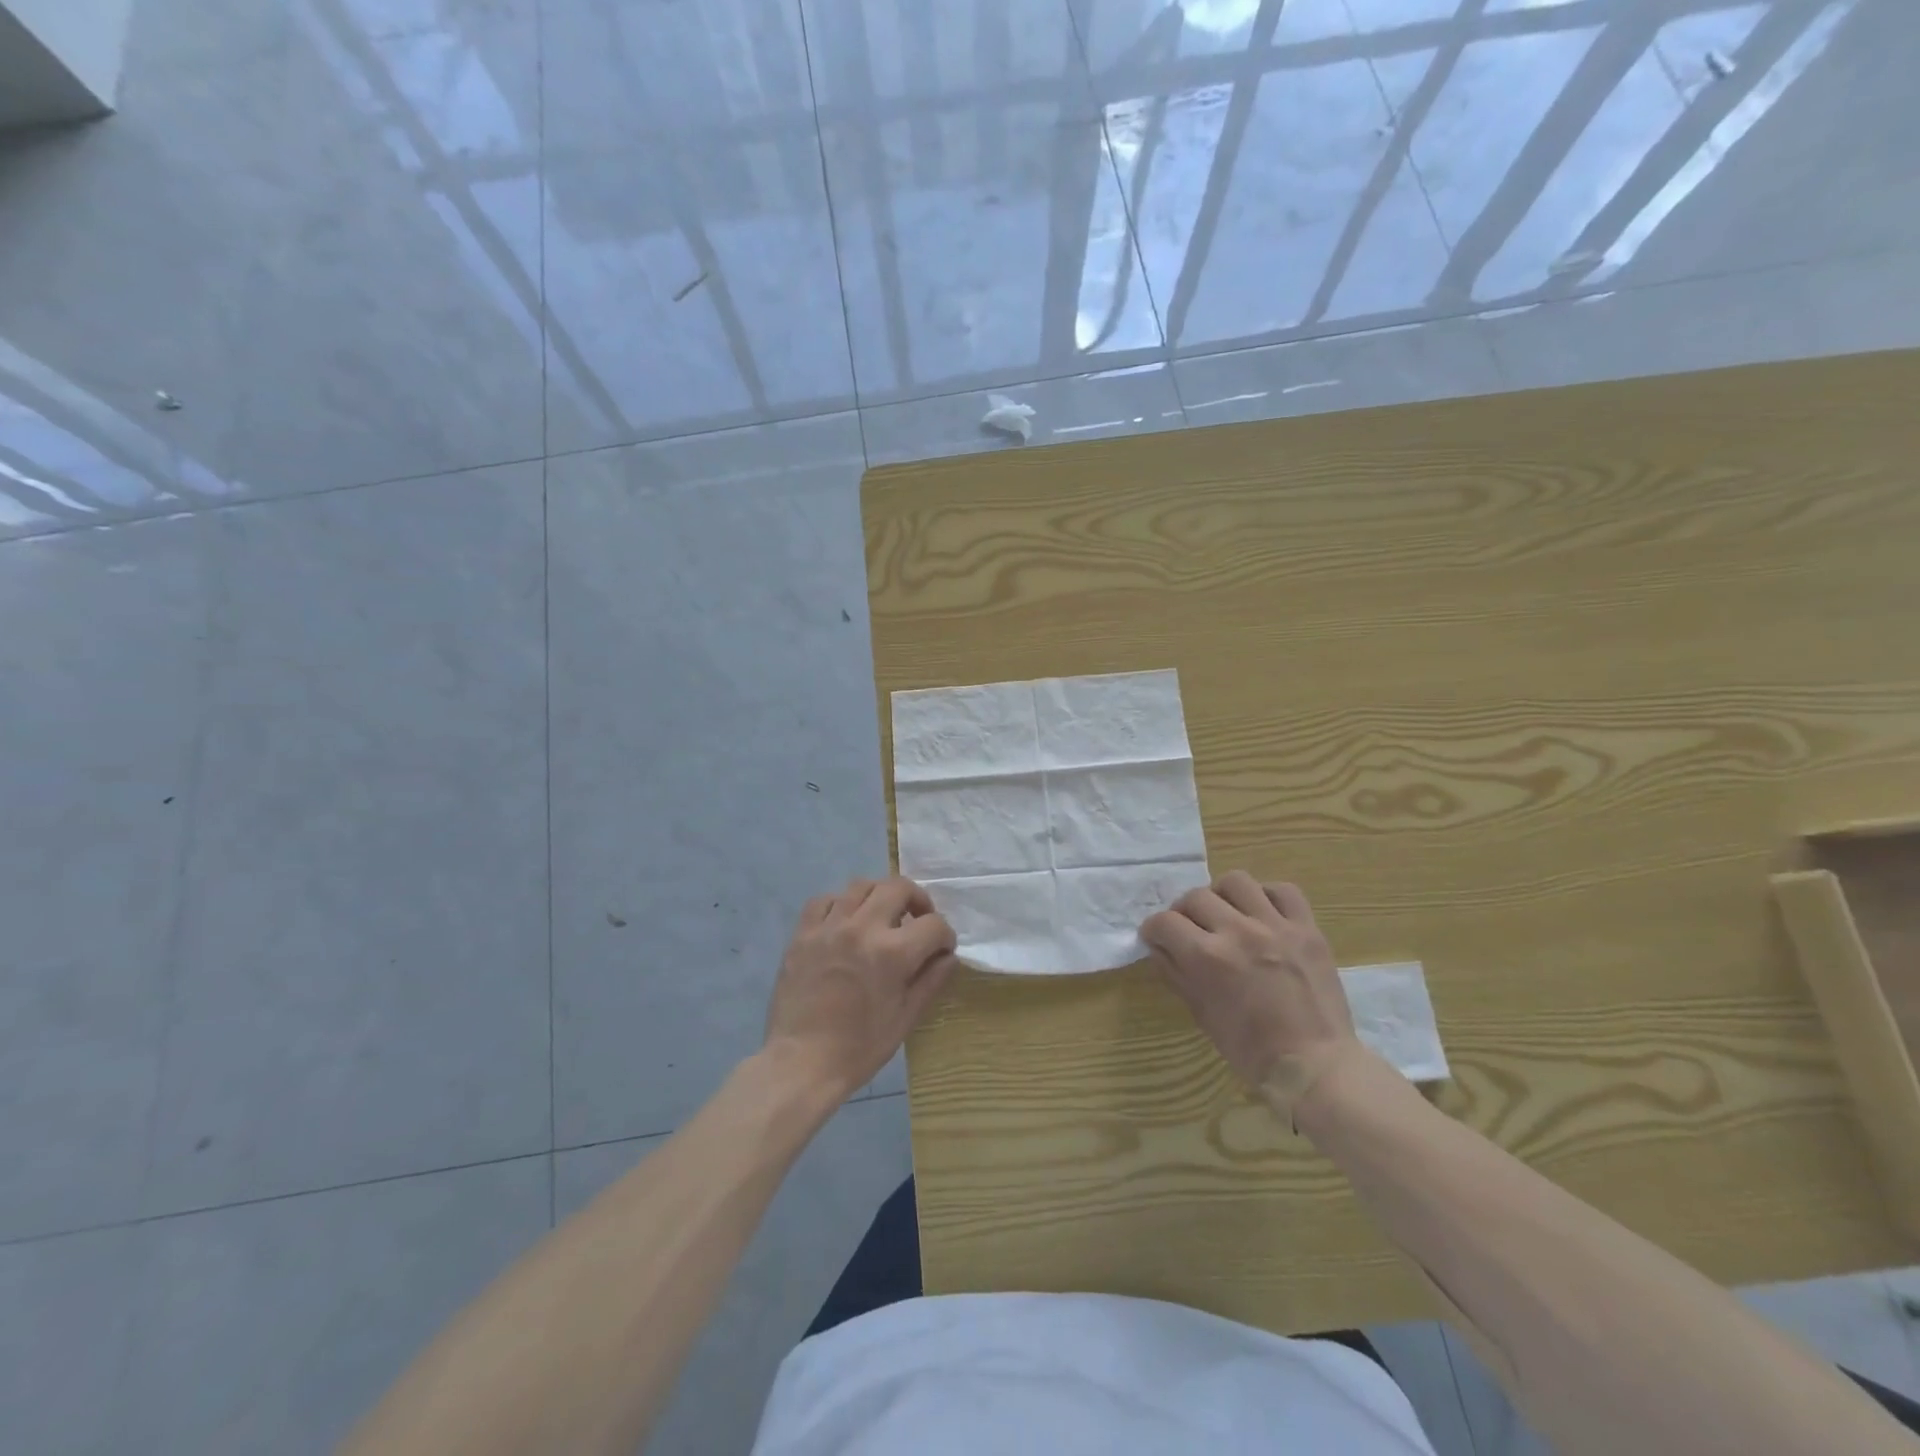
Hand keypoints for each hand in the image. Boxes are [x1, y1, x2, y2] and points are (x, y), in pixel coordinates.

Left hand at [764, 877, 957, 1100]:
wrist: (801, 1062)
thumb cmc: (859, 1047)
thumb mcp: (905, 1018)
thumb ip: (931, 980)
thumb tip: (948, 956)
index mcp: (892, 952)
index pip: (933, 924)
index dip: (945, 936)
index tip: (941, 950)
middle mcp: (862, 928)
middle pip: (898, 887)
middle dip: (917, 900)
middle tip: (917, 920)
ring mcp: (829, 927)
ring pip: (861, 885)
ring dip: (879, 896)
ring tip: (881, 916)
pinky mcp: (802, 933)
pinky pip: (825, 900)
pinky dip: (841, 904)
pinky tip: (845, 922)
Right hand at [1142, 871, 1364, 1120]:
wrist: (1314, 1064)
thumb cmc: (1250, 1048)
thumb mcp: (1201, 1013)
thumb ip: (1175, 973)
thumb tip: (1159, 946)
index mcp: (1207, 957)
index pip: (1164, 922)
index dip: (1153, 929)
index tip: (1156, 938)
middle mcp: (1238, 931)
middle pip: (1195, 897)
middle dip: (1183, 912)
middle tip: (1189, 929)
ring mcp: (1275, 926)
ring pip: (1236, 882)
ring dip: (1222, 895)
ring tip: (1225, 913)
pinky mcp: (1307, 928)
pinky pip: (1283, 891)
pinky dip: (1267, 896)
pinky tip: (1262, 913)